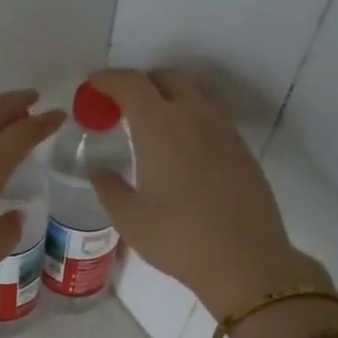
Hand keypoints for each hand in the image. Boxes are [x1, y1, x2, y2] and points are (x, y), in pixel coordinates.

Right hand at [86, 68, 329, 316]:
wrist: (245, 260)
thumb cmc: (178, 238)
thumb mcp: (129, 218)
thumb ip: (108, 186)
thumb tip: (100, 169)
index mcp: (161, 126)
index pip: (132, 84)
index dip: (108, 79)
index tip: (92, 84)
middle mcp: (195, 116)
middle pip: (168, 78)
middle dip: (141, 83)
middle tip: (120, 105)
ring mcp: (224, 130)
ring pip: (194, 93)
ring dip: (169, 96)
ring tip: (150, 123)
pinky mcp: (241, 148)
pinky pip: (211, 115)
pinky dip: (190, 116)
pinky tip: (180, 147)